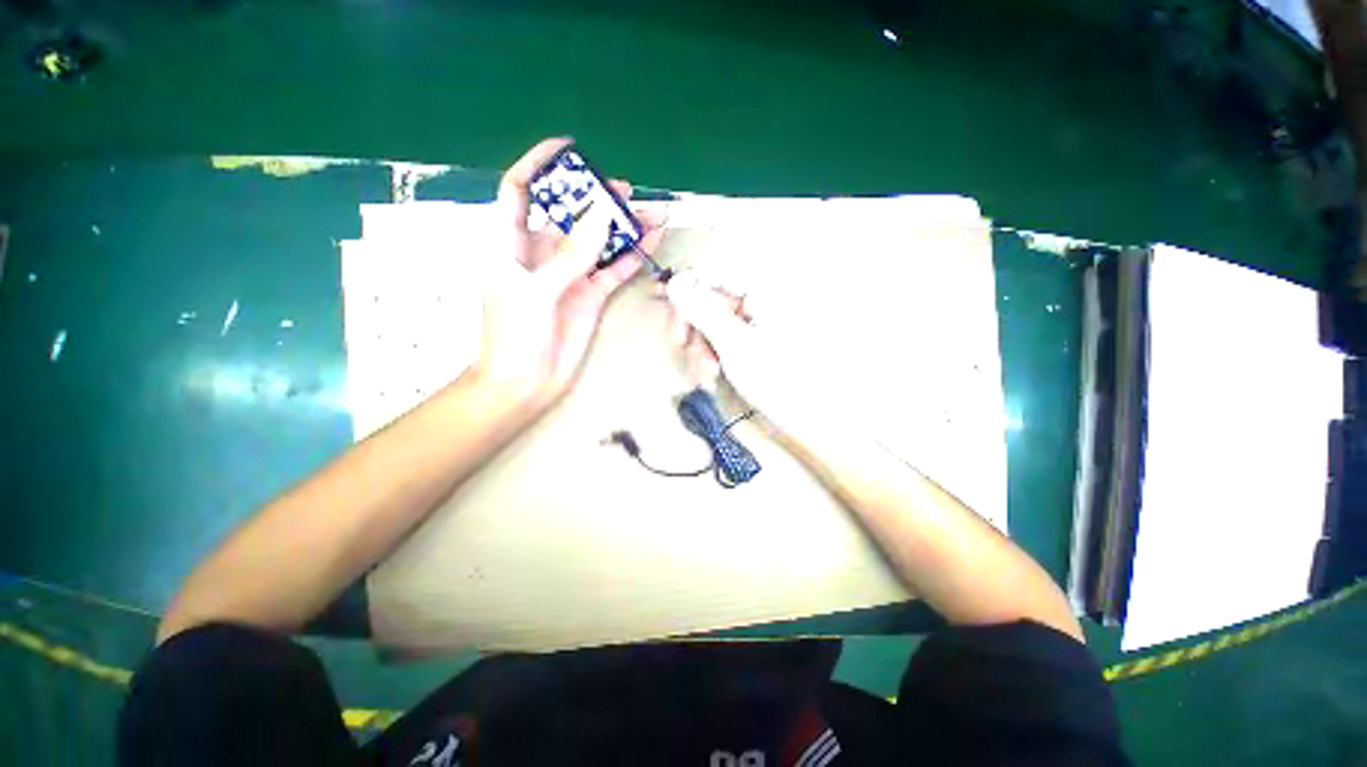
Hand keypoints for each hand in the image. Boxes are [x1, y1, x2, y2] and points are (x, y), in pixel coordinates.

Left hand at [474, 138, 662, 404]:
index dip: (540, 165)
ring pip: (599, 242)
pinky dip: (631, 256)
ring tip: (653, 216)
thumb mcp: (535, 291)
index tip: (568, 149)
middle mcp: (542, 252)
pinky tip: (650, 243)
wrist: (526, 383)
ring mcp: (571, 274)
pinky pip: (614, 269)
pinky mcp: (591, 295)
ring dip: (624, 229)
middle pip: (572, 214)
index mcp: (511, 242)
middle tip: (629, 193)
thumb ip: (569, 255)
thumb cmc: (513, 336)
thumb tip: (602, 216)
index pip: (521, 190)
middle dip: (598, 200)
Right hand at [664, 271, 815, 433]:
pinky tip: (713, 375)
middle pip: (714, 298)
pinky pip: (726, 339)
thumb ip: (703, 311)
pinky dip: (715, 355)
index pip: (716, 273)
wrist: (811, 418)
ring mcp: (760, 323)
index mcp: (764, 290)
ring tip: (705, 372)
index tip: (667, 307)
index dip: (688, 287)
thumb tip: (675, 283)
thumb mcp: (733, 343)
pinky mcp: (757, 343)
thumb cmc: (776, 379)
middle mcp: (762, 300)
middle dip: (695, 324)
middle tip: (682, 345)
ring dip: (703, 345)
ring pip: (716, 322)